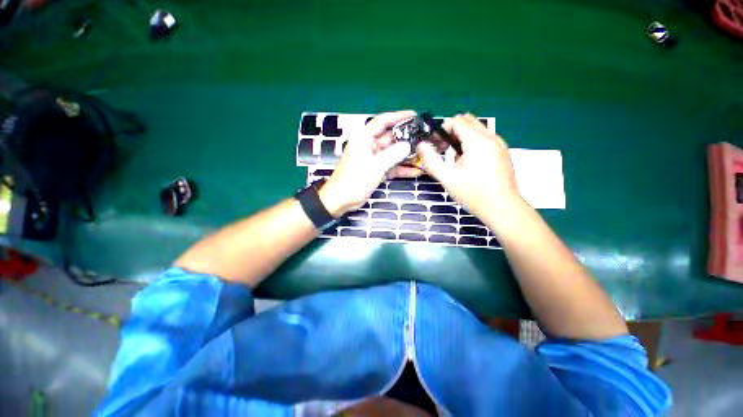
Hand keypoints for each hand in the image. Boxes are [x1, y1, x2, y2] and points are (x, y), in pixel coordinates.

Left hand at [319, 110, 422, 216]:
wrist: (341, 200)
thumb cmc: (354, 180)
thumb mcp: (374, 166)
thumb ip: (392, 155)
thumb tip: (408, 146)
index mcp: (364, 138)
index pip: (382, 121)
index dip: (398, 116)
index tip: (414, 115)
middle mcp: (369, 146)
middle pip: (390, 138)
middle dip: (406, 138)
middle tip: (424, 138)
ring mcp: (374, 159)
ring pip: (392, 153)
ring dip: (406, 155)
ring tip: (424, 154)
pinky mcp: (376, 171)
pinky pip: (391, 166)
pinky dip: (402, 169)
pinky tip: (416, 171)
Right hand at [417, 114, 522, 218]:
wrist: (502, 208)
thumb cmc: (474, 194)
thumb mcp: (448, 179)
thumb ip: (432, 161)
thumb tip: (421, 146)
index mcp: (477, 142)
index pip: (458, 120)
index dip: (444, 128)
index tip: (437, 143)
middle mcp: (491, 138)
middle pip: (469, 120)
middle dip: (453, 129)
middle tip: (444, 148)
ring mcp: (500, 144)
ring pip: (478, 128)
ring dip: (464, 136)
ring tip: (456, 157)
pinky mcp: (503, 152)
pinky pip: (486, 137)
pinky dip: (474, 142)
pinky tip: (469, 162)